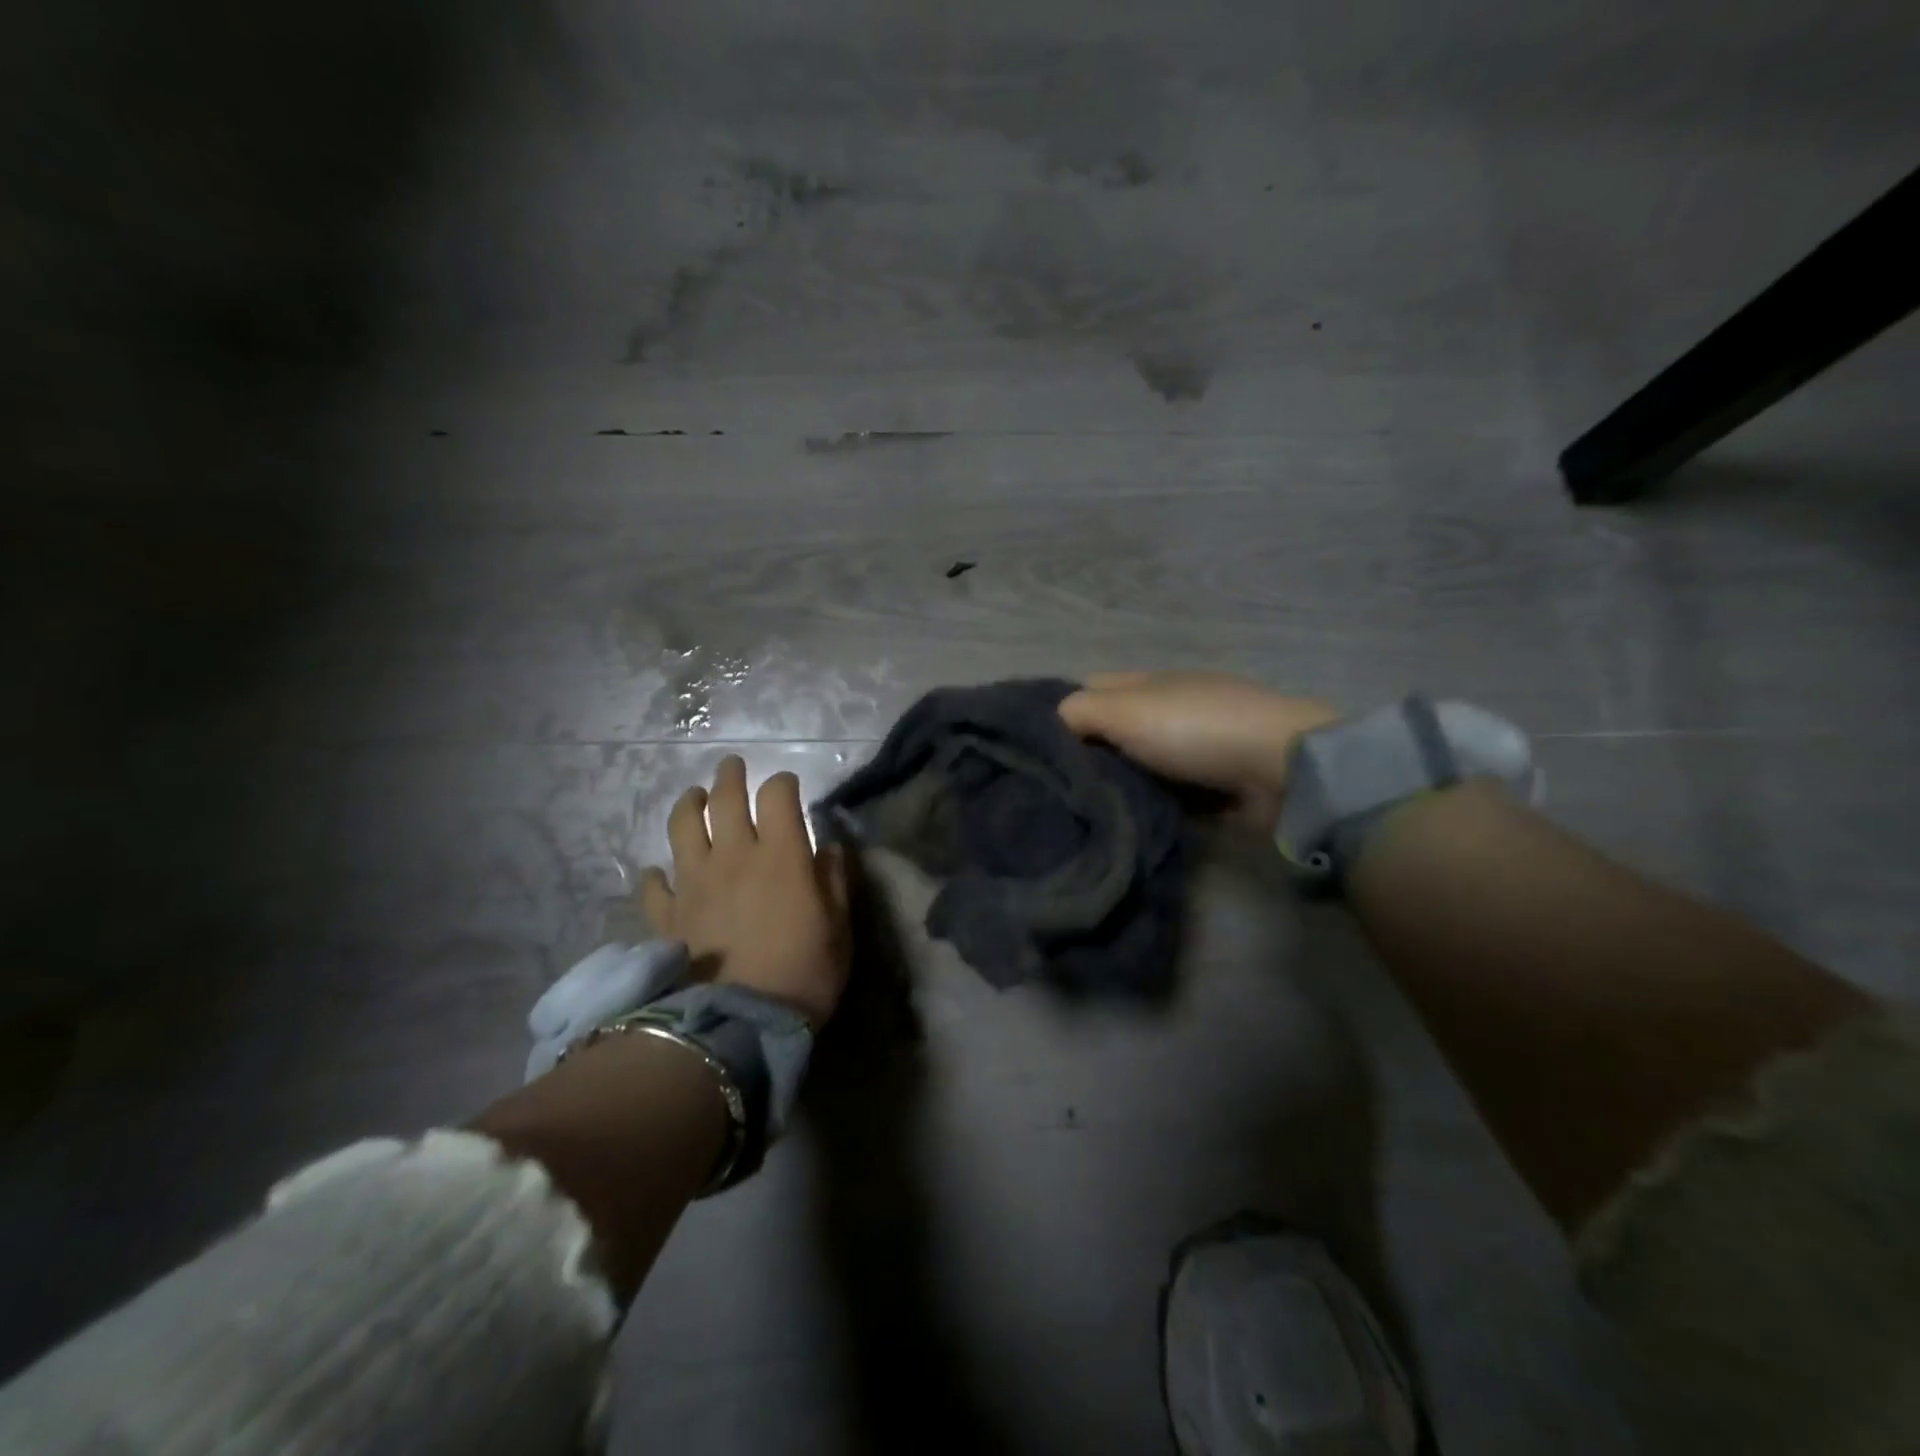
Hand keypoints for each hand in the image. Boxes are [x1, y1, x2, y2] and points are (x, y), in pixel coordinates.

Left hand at [640, 756, 849, 1026]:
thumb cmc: (804, 973)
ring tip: (694, 797)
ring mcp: (695, 882)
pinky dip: (657, 874)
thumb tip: (827, 848)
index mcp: (780, 854)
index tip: (789, 787)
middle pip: (726, 799)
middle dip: (731, 776)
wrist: (742, 1024)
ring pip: (683, 827)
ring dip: (689, 805)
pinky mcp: (668, 914)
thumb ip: (834, 881)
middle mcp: (734, 855)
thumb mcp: (839, 927)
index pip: (777, 795)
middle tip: (732, 766)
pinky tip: (661, 872)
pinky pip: (655, 885)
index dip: (784, 783)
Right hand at [1058, 671, 1339, 830]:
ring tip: (1079, 813)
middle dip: (1086, 755)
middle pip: (1113, 731)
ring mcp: (1194, 750)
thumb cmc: (1194, 729)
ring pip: (1138, 767)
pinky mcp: (1213, 788)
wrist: (1280, 768)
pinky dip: (1149, 807)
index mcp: (1147, 683)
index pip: (1089, 687)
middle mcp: (1168, 711)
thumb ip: (1078, 712)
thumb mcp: (1124, 709)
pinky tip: (1122, 825)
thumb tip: (1051, 725)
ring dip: (1117, 786)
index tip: (1034, 746)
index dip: (1060, 709)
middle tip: (1051, 789)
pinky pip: (1167, 797)